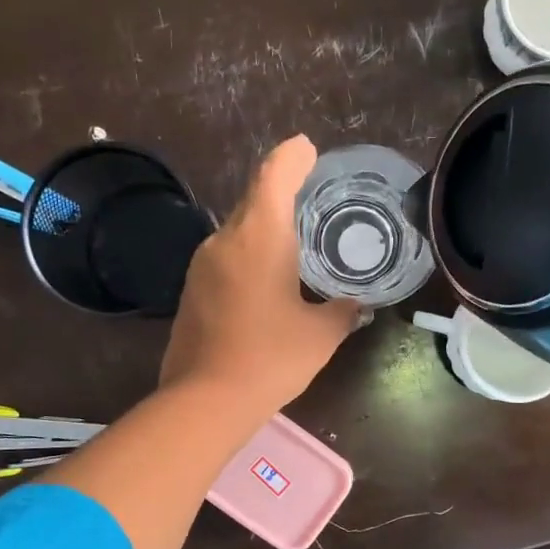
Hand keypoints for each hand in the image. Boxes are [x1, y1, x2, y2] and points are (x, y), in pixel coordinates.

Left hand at [159, 135, 361, 414]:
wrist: (206, 399)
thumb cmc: (271, 358)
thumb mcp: (321, 334)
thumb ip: (343, 311)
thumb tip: (357, 305)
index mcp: (260, 236)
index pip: (274, 175)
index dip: (292, 157)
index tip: (307, 148)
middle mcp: (226, 239)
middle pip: (254, 198)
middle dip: (282, 188)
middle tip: (312, 190)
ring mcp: (203, 264)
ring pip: (239, 229)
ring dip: (265, 224)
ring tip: (296, 236)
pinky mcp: (193, 288)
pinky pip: (227, 255)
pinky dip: (250, 251)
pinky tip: (269, 274)